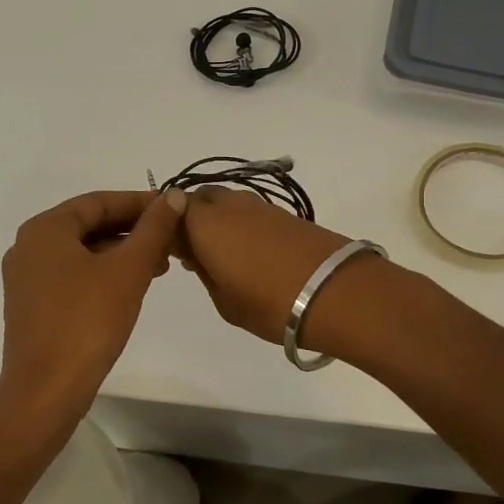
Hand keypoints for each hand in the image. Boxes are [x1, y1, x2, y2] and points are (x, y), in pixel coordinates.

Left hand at [0, 189, 187, 423]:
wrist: (45, 391)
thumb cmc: (87, 322)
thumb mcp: (128, 271)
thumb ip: (153, 230)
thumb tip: (175, 196)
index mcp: (45, 229)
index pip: (98, 202)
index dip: (139, 202)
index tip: (173, 207)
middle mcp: (29, 246)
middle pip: (89, 225)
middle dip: (132, 230)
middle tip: (171, 238)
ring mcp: (27, 278)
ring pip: (82, 252)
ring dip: (121, 254)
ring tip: (160, 265)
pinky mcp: (32, 306)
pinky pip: (72, 275)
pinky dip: (103, 274)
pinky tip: (131, 287)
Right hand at [176, 187, 367, 350]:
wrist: (336, 292)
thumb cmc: (269, 303)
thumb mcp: (224, 300)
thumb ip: (204, 272)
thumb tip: (197, 255)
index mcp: (205, 223)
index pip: (172, 210)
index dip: (167, 228)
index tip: (171, 253)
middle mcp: (230, 206)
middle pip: (200, 199)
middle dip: (192, 219)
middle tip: (195, 252)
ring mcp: (261, 207)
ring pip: (227, 203)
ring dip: (219, 221)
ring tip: (225, 256)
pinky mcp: (287, 215)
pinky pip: (251, 213)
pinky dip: (243, 226)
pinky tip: (251, 254)